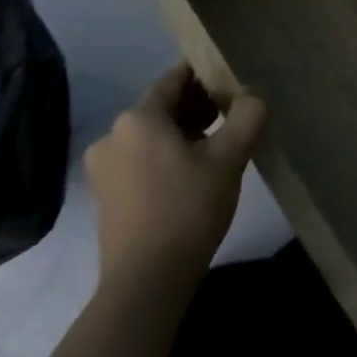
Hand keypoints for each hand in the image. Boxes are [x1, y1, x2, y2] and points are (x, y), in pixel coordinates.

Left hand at [82, 63, 266, 295]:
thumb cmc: (188, 208)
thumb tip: (253, 96)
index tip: (234, 80)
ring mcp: (104, 167)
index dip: (207, 75)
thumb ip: (247, 115)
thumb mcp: (229, 157)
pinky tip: (194, 172)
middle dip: (198, 106)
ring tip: (220, 145)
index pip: (175, 79)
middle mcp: (112, 135)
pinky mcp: (105, 194)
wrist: (147, 281)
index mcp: (138, 118)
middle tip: (234, 114)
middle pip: (163, 106)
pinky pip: (142, 158)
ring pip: (153, 134)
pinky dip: (167, 155)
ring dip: (185, 132)